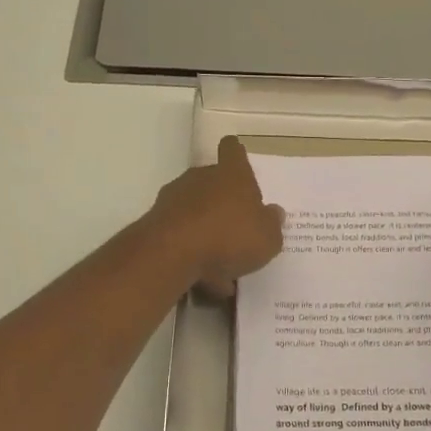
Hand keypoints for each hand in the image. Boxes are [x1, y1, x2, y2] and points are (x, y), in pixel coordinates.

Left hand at [148, 136, 284, 297]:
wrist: (171, 254)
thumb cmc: (229, 237)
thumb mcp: (267, 238)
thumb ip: (272, 224)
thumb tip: (273, 212)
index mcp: (232, 175)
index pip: (232, 150)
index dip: (236, 154)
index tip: (238, 160)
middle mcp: (201, 179)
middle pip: (213, 181)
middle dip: (224, 201)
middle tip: (239, 227)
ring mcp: (174, 199)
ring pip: (196, 211)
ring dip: (208, 231)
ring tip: (223, 267)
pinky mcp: (156, 223)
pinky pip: (182, 236)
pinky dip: (193, 253)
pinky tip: (205, 280)